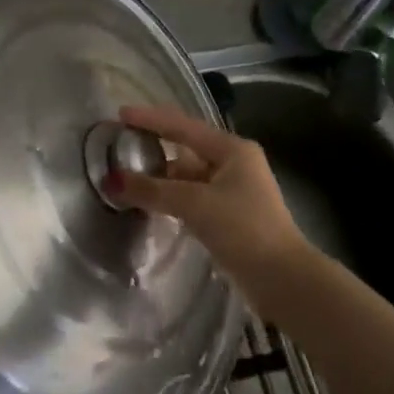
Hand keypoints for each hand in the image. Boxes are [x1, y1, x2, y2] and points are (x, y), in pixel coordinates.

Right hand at [104, 103, 314, 303]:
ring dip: (160, 176)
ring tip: (127, 176)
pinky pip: (192, 197)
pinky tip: (150, 202)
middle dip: (154, 146)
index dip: (151, 119)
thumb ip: (152, 190)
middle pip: (186, 148)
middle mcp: (235, 163)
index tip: (121, 114)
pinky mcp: (229, 216)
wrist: (282, 279)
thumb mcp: (194, 204)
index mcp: (232, 149)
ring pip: (188, 175)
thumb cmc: (243, 229)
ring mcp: (234, 190)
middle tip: (121, 144)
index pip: (183, 126)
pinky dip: (171, 197)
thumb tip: (111, 180)